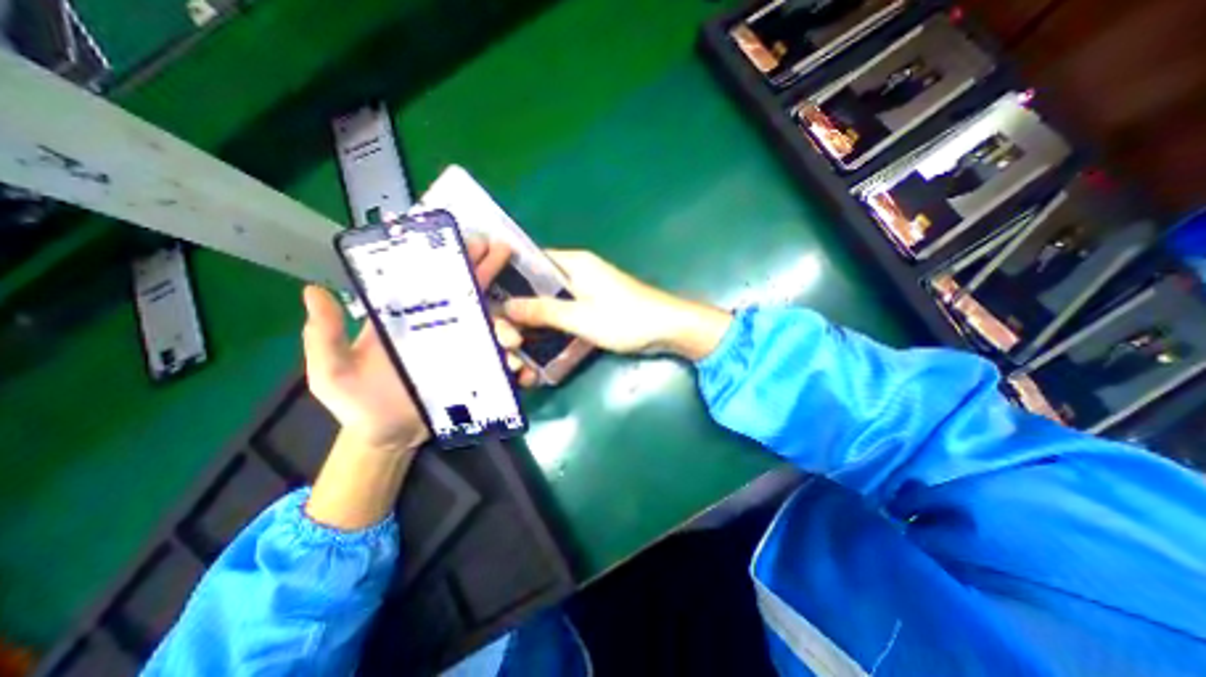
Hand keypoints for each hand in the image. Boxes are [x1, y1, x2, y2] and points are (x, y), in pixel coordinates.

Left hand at [303, 235, 511, 452]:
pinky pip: (495, 358)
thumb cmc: (357, 402)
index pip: (429, 281)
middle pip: (465, 293)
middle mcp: (438, 326)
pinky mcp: (474, 368)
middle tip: (503, 250)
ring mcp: (460, 346)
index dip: (447, 258)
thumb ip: (325, 337)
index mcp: (406, 318)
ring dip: (505, 323)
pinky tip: (518, 363)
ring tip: (513, 336)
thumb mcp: (332, 372)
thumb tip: (313, 291)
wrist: (387, 436)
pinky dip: (509, 358)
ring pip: (487, 325)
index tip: (464, 238)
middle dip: (485, 269)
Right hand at [503, 251, 735, 374]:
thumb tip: (507, 306)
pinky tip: (540, 337)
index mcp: (574, 263)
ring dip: (536, 314)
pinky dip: (553, 321)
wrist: (667, 328)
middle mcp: (578, 271)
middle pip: (539, 282)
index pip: (530, 260)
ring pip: (552, 298)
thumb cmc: (624, 318)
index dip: (508, 276)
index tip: (488, 295)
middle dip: (520, 301)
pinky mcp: (595, 305)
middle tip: (499, 322)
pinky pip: (566, 309)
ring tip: (513, 333)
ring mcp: (588, 289)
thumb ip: (543, 311)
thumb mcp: (579, 317)